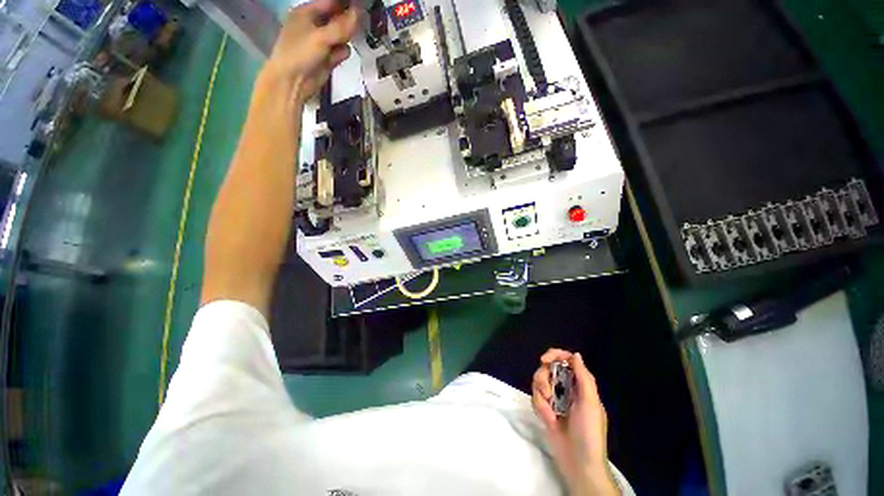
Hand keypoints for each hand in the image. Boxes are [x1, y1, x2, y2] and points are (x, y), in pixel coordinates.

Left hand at [262, 0, 358, 106]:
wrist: (293, 82)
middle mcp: (314, 26)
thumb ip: (341, 26)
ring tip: (353, 38)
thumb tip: (358, 12)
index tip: (361, 5)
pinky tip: (341, 55)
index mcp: (306, 13)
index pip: (329, 3)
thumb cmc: (300, 53)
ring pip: (340, 36)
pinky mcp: (327, 59)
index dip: (345, 4)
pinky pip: (340, 52)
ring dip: (347, 38)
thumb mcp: (321, 37)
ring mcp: (321, 43)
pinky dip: (342, 53)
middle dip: (348, 21)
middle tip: (362, 20)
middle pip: (336, 19)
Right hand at [532, 349, 619, 495]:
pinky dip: (539, 407)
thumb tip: (575, 355)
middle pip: (547, 369)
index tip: (543, 360)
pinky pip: (536, 399)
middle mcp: (566, 388)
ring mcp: (555, 399)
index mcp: (580, 385)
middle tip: (548, 393)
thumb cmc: (589, 432)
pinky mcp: (545, 410)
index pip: (566, 360)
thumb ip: (583, 377)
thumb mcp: (590, 403)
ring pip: (539, 383)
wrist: (578, 464)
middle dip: (544, 379)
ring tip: (549, 412)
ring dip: (541, 396)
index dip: (554, 355)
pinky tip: (548, 420)